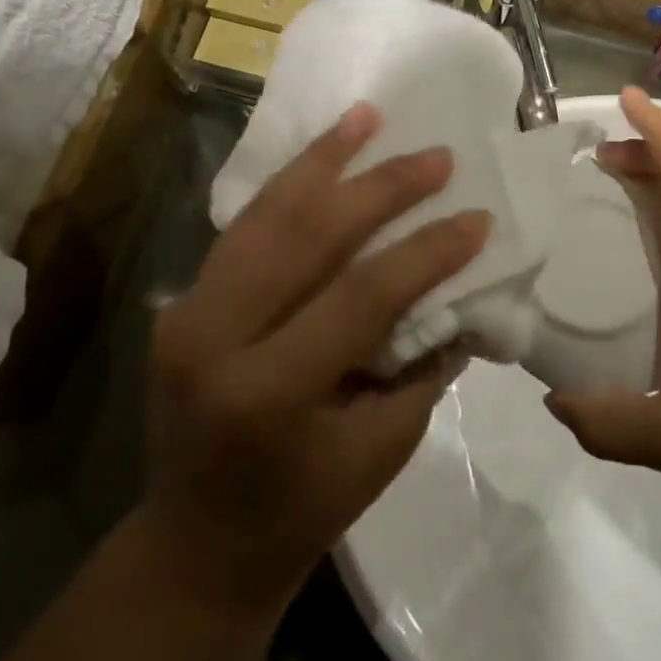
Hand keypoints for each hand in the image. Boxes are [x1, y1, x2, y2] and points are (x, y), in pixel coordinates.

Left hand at [142, 102, 489, 618]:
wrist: (197, 545)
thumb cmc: (302, 510)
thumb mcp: (382, 447)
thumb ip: (423, 361)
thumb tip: (462, 289)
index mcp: (267, 391)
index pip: (360, 297)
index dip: (425, 253)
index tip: (478, 218)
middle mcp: (214, 338)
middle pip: (307, 237)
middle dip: (381, 189)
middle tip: (436, 157)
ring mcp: (187, 312)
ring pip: (265, 215)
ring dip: (323, 160)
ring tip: (367, 116)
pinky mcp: (182, 300)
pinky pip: (246, 228)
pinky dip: (288, 185)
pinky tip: (322, 153)